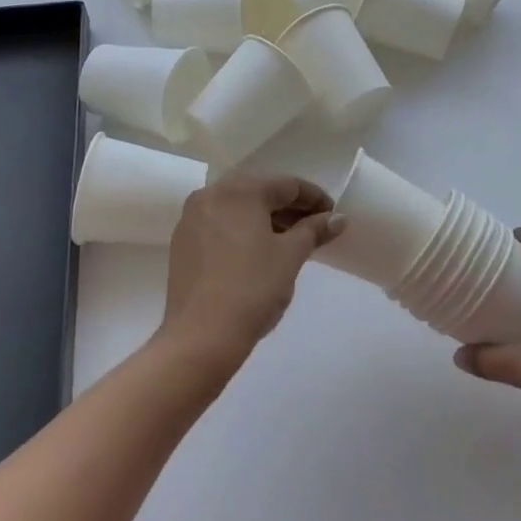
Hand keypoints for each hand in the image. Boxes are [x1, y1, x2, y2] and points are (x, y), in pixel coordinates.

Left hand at [159, 172, 341, 367]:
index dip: (315, 198)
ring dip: (266, 219)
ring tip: (290, 241)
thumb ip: (314, 230)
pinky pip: (219, 225)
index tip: (333, 216)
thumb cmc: (253, 288)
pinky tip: (258, 252)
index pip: (287, 185)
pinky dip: (242, 231)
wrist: (201, 336)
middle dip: (289, 208)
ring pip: (238, 209)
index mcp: (240, 190)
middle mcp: (211, 194)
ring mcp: (192, 218)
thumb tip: (338, 218)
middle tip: (315, 228)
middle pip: (260, 192)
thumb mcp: (290, 256)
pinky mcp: (182, 242)